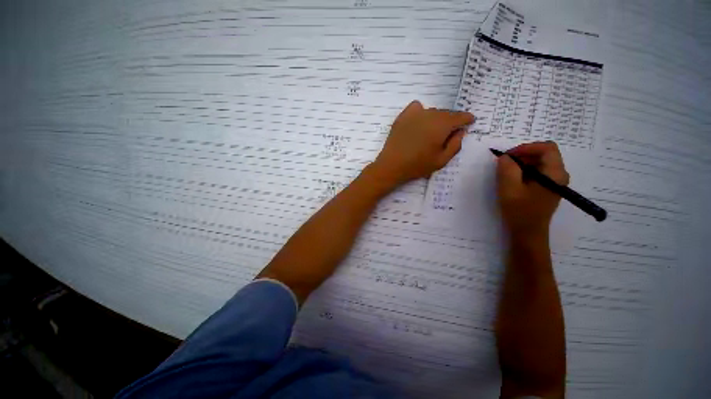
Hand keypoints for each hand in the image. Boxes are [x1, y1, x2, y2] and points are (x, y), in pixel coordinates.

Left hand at [370, 100, 474, 186]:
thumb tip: (460, 131)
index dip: (467, 119)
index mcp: (442, 125)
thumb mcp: (441, 160)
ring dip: (436, 118)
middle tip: (449, 132)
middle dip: (451, 121)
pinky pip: (416, 107)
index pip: (460, 117)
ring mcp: (415, 114)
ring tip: (432, 131)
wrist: (392, 165)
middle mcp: (430, 115)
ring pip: (432, 111)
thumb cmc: (417, 165)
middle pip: (446, 114)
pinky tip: (419, 122)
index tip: (470, 121)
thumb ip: (455, 145)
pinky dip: (421, 112)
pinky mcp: (403, 116)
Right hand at [496, 141, 569, 236]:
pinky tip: (513, 180)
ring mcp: (554, 181)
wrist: (527, 232)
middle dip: (522, 155)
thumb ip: (507, 169)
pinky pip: (537, 171)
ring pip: (539, 162)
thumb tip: (506, 157)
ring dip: (522, 163)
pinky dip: (524, 171)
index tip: (508, 156)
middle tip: (504, 164)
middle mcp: (559, 175)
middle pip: (544, 154)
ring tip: (506, 172)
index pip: (547, 148)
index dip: (526, 147)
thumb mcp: (509, 188)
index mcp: (554, 174)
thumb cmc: (519, 211)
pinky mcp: (547, 187)